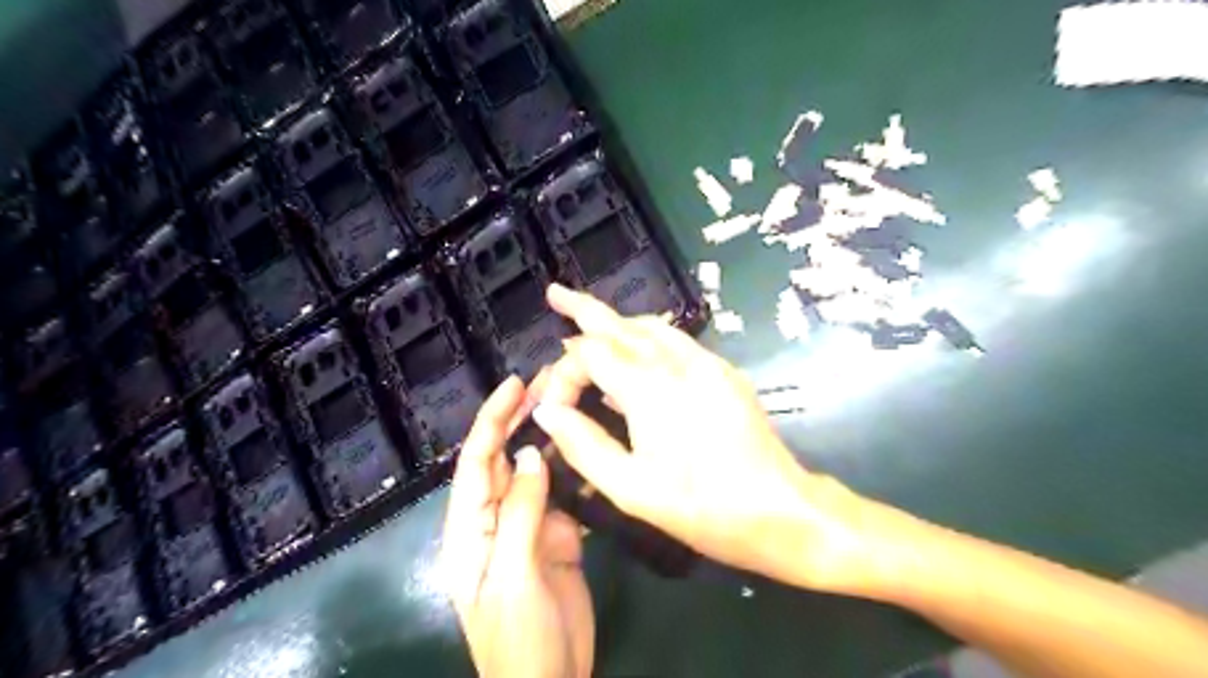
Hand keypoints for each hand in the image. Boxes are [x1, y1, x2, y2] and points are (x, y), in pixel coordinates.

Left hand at [442, 376, 595, 676]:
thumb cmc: (519, 637)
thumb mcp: (514, 574)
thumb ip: (521, 512)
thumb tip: (532, 453)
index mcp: (470, 529)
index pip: (476, 461)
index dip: (491, 420)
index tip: (514, 385)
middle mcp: (496, 520)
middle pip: (505, 459)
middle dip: (521, 419)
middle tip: (549, 382)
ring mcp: (528, 528)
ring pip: (536, 473)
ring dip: (551, 439)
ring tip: (575, 404)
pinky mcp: (557, 538)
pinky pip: (564, 496)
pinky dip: (576, 472)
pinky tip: (594, 450)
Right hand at [532, 283, 883, 595]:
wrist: (780, 510)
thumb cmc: (701, 507)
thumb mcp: (629, 488)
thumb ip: (582, 444)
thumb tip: (547, 412)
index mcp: (649, 387)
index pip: (589, 353)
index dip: (563, 373)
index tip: (554, 407)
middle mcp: (677, 362)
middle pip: (620, 324)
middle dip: (584, 307)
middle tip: (555, 292)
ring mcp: (706, 363)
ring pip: (651, 326)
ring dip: (617, 322)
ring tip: (590, 324)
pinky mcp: (724, 372)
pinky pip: (676, 341)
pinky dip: (647, 337)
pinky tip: (638, 354)